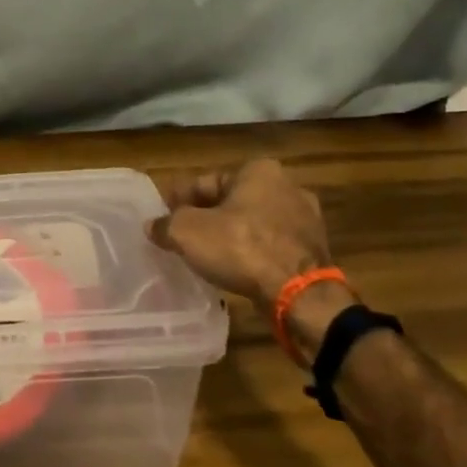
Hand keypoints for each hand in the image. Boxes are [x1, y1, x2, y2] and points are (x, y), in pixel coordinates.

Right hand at [149, 158, 351, 362]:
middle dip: (208, 217)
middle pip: (231, 201)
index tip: (165, 217)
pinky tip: (236, 268)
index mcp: (258, 171)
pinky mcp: (313, 249)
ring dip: (231, 235)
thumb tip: (153, 226)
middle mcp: (287, 186)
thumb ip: (166, 225)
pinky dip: (253, 253)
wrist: (299, 295)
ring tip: (208, 254)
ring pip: (253, 223)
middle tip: (183, 236)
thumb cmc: (241, 248)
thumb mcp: (188, 233)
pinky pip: (271, 245)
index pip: (206, 182)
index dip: (180, 200)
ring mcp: (305, 219)